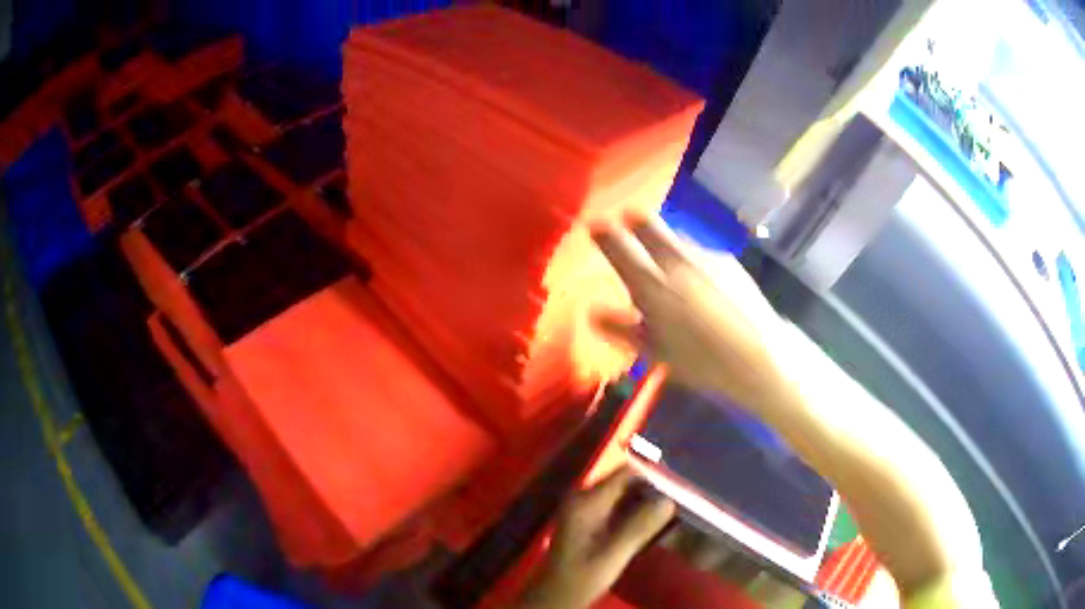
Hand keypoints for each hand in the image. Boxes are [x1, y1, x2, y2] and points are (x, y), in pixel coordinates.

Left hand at [518, 467, 674, 608]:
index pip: (625, 473)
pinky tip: (656, 524)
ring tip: (675, 510)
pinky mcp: (590, 522)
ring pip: (624, 496)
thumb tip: (669, 498)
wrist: (555, 598)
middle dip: (653, 489)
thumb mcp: (613, 554)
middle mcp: (584, 498)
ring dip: (647, 502)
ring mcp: (586, 510)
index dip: (653, 476)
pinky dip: (637, 513)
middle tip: (682, 499)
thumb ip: (640, 526)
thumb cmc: (581, 577)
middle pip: (626, 482)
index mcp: (586, 500)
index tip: (680, 486)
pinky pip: (619, 508)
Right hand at [591, 216, 786, 411]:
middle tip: (627, 218)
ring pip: (676, 238)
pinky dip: (691, 258)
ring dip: (665, 242)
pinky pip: (699, 251)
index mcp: (653, 287)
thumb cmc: (704, 363)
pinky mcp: (728, 260)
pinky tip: (700, 280)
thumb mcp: (657, 353)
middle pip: (649, 226)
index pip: (619, 249)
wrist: (761, 355)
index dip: (603, 233)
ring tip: (667, 261)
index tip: (595, 224)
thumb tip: (593, 313)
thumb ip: (622, 330)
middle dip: (634, 219)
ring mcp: (705, 257)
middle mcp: (677, 262)